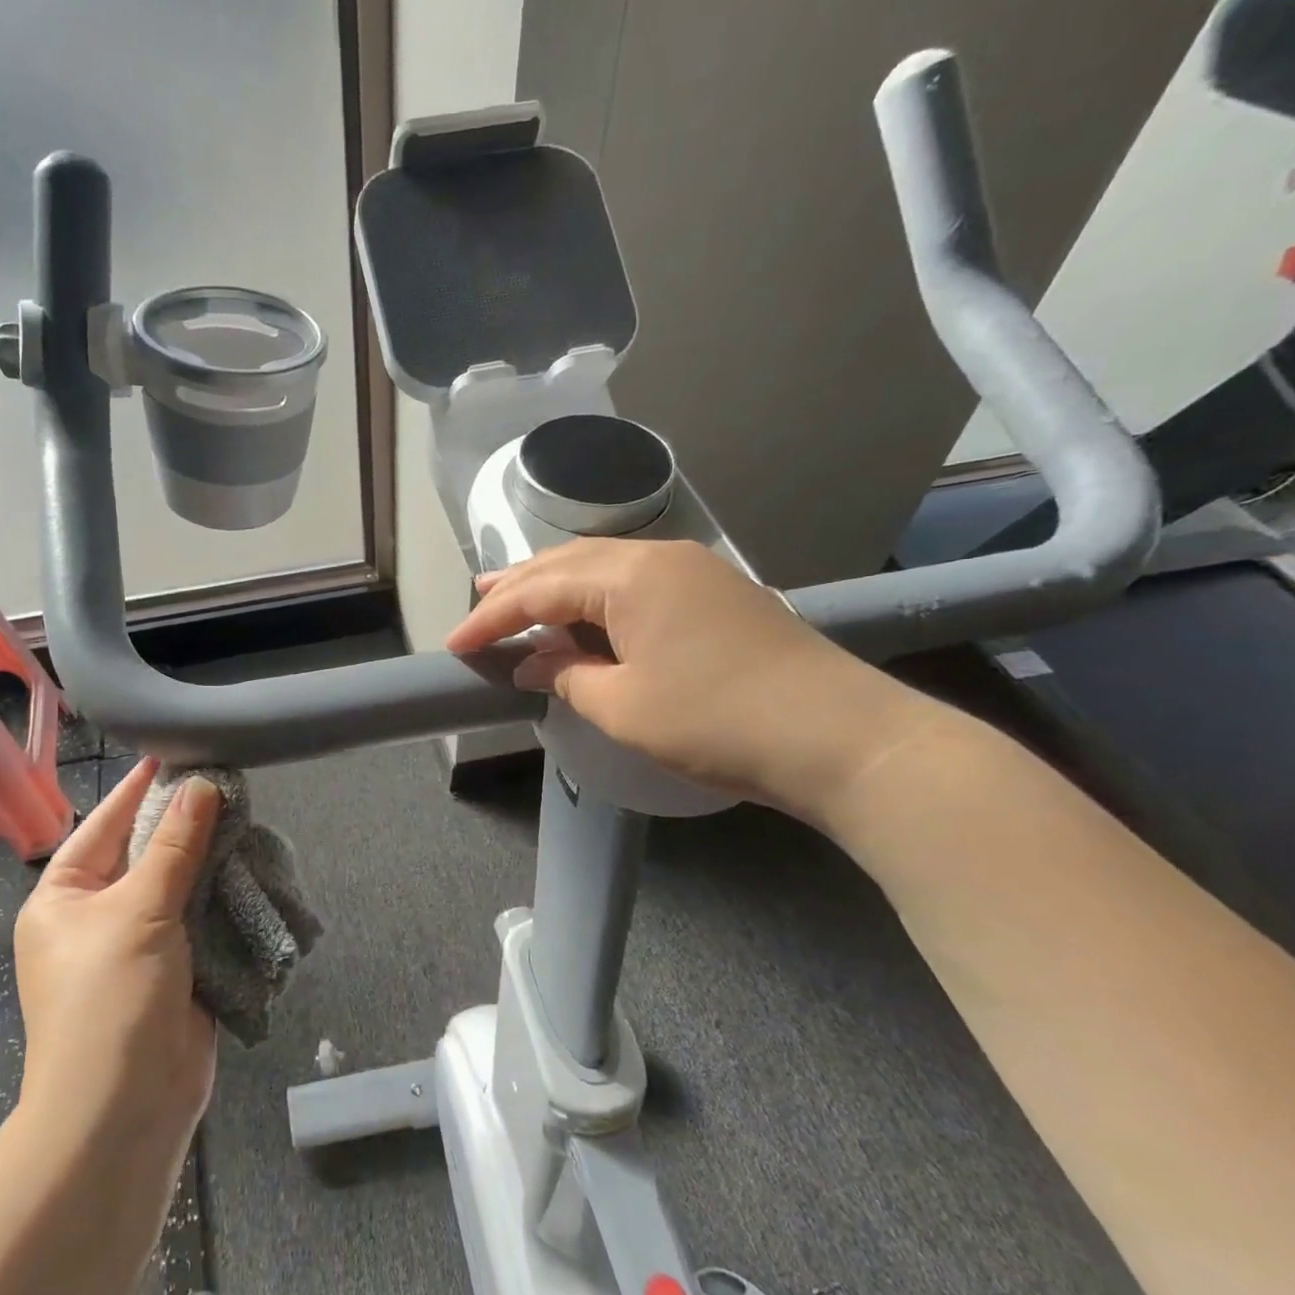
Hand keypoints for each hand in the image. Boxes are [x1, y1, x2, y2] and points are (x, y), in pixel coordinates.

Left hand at [13, 757, 219, 1155]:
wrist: (125, 1111)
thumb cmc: (111, 998)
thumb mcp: (139, 910)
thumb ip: (175, 846)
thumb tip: (202, 785)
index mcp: (64, 897)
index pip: (103, 825)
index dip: (138, 790)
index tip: (173, 753)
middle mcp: (97, 916)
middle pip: (145, 853)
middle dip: (183, 823)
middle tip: (225, 781)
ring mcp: (138, 944)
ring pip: (178, 885)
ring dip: (209, 858)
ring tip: (246, 814)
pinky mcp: (177, 969)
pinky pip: (200, 918)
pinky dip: (224, 895)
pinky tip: (252, 865)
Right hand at [445, 538, 940, 820]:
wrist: (840, 737)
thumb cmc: (716, 720)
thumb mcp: (623, 706)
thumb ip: (566, 675)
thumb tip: (533, 661)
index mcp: (630, 576)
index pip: (540, 589)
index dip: (492, 618)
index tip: (454, 643)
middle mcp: (659, 557)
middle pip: (569, 562)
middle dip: (520, 585)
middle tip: (478, 602)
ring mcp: (694, 572)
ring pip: (604, 568)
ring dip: (558, 586)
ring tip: (519, 602)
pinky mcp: (716, 595)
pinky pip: (636, 583)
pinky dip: (596, 598)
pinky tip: (584, 618)